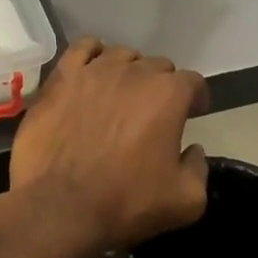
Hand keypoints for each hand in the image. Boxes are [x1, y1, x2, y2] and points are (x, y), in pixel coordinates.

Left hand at [9, 39, 210, 257]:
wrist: (59, 208)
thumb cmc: (125, 203)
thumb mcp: (185, 201)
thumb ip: (198, 168)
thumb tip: (193, 150)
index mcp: (168, 95)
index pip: (192, 83)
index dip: (195, 99)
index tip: (192, 114)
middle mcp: (133, 72)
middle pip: (157, 67)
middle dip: (161, 87)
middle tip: (153, 113)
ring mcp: (93, 71)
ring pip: (121, 55)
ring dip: (128, 71)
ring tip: (121, 94)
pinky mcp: (61, 78)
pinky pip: (82, 49)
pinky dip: (92, 55)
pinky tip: (92, 72)